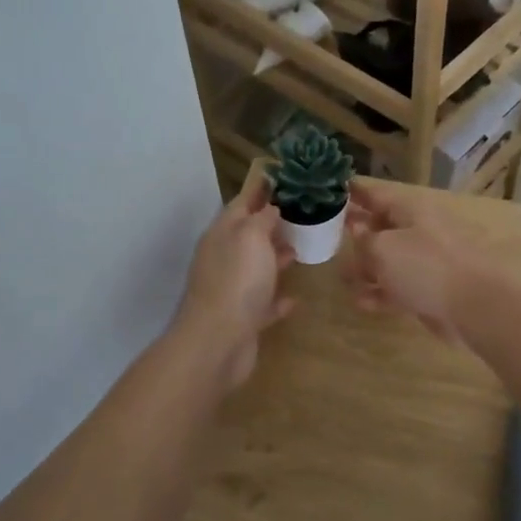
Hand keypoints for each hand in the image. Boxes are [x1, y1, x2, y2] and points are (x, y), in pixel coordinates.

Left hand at [175, 170, 293, 391]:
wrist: (218, 342)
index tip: (287, 178)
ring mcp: (232, 290)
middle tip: (302, 214)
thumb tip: (271, 206)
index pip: (243, 202)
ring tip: (300, 250)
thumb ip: (263, 217)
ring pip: (256, 268)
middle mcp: (224, 258)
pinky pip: (263, 304)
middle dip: (272, 224)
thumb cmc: (237, 281)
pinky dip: (277, 299)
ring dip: (276, 258)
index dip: (263, 189)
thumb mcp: (252, 236)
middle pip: (249, 235)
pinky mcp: (243, 319)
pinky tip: (295, 299)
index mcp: (223, 234)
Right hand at [340, 178, 486, 344]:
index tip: (332, 189)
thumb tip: (356, 231)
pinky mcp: (429, 290)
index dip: (354, 192)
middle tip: (329, 235)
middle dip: (357, 232)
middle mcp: (418, 231)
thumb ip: (364, 240)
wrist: (473, 305)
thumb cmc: (425, 266)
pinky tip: (361, 301)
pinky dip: (381, 292)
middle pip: (382, 227)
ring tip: (342, 276)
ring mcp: (426, 262)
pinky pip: (398, 287)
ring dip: (366, 267)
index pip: (376, 194)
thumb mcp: (383, 248)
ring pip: (389, 260)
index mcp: (410, 210)